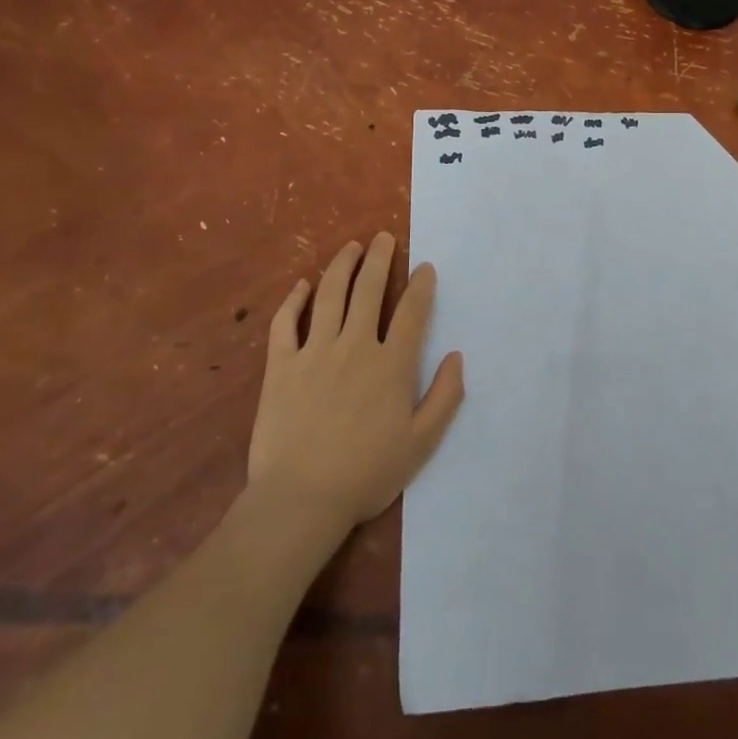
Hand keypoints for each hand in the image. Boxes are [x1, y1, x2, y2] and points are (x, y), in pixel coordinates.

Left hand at [245, 233, 465, 530]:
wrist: (300, 500)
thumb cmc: (366, 474)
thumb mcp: (421, 444)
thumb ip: (445, 397)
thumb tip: (456, 355)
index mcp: (391, 364)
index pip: (411, 312)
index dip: (420, 285)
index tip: (424, 266)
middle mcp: (355, 346)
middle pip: (368, 290)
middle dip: (379, 259)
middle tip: (383, 238)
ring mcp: (314, 352)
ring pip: (330, 295)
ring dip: (341, 266)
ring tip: (350, 246)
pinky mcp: (281, 366)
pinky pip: (286, 323)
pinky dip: (294, 300)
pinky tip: (302, 286)